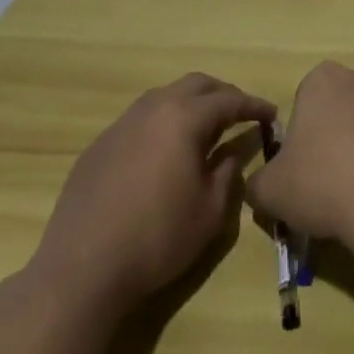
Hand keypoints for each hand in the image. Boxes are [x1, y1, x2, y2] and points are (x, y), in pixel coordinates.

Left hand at [30, 73, 273, 310]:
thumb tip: (231, 154)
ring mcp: (121, 125)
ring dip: (190, 104)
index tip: (271, 114)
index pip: (229, 100)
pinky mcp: (99, 146)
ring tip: (204, 129)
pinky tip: (163, 153)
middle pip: (196, 84)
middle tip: (240, 114)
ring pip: (164, 96)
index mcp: (184, 118)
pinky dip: (162, 123)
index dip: (254, 106)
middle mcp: (153, 109)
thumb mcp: (210, 212)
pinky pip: (139, 120)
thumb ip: (227, 173)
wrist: (81, 269)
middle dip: (223, 94)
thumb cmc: (157, 239)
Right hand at [246, 62, 353, 255]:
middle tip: (326, 181)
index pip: (304, 99)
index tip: (301, 166)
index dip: (301, 135)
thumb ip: (258, 182)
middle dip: (334, 137)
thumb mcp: (270, 190)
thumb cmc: (323, 182)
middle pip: (340, 108)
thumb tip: (262, 186)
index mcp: (323, 80)